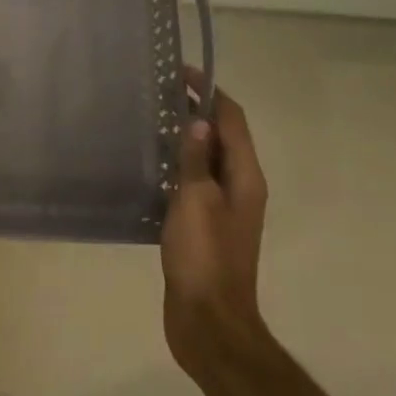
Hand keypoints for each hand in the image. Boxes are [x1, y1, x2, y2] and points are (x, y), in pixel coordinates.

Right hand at [161, 67, 268, 374]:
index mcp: (245, 177)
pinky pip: (194, 183)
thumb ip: (196, 160)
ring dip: (186, 138)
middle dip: (197, 111)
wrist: (209, 323)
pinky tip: (151, 165)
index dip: (210, 92)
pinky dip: (178, 166)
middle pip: (222, 137)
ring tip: (151, 120)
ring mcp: (223, 209)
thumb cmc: (204, 256)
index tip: (182, 72)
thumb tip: (198, 122)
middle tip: (160, 92)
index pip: (232, 120)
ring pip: (207, 160)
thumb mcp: (197, 200)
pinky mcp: (205, 227)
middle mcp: (240, 187)